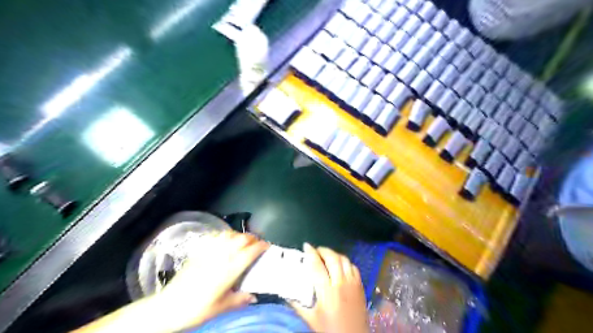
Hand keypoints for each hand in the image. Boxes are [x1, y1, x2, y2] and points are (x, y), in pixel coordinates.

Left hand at [156, 231, 269, 329]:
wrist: (169, 306)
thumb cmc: (197, 309)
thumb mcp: (221, 307)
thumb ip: (240, 300)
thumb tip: (254, 296)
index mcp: (230, 269)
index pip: (251, 251)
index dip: (261, 246)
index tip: (267, 245)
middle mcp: (222, 256)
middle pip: (242, 238)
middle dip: (253, 238)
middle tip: (258, 243)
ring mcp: (210, 251)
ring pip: (230, 234)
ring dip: (240, 235)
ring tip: (244, 240)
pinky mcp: (200, 251)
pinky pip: (216, 237)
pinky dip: (225, 235)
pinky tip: (226, 239)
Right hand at [293, 242, 369, 332]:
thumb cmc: (330, 330)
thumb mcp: (311, 319)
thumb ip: (297, 304)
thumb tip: (286, 293)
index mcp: (327, 292)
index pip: (317, 266)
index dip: (311, 253)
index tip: (306, 246)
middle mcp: (341, 283)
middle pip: (333, 258)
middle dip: (323, 250)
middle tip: (316, 250)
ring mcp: (353, 283)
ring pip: (344, 260)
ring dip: (334, 254)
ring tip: (327, 256)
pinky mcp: (361, 286)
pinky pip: (354, 267)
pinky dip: (346, 262)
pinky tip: (341, 265)